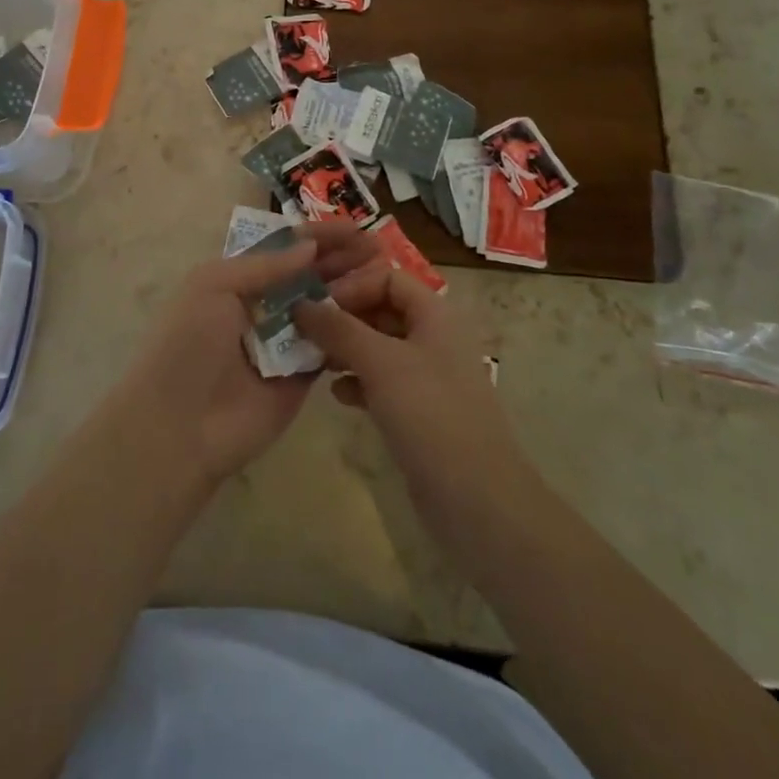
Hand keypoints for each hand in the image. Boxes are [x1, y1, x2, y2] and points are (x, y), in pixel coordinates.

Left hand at [115, 221, 383, 483]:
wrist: (180, 427)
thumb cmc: (189, 345)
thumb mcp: (213, 287)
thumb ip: (263, 265)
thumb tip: (309, 246)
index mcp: (236, 280)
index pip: (283, 249)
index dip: (317, 236)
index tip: (354, 227)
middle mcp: (262, 306)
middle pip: (308, 275)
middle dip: (341, 259)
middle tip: (379, 247)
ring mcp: (283, 342)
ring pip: (323, 308)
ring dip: (352, 290)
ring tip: (387, 273)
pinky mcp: (301, 377)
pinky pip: (330, 347)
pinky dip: (352, 330)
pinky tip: (381, 313)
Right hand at [293, 265, 532, 545]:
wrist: (478, 501)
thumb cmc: (430, 415)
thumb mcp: (380, 362)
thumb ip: (338, 329)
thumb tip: (300, 304)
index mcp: (435, 314)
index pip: (387, 277)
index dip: (352, 286)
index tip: (315, 306)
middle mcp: (433, 338)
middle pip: (381, 310)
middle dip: (343, 318)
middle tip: (303, 332)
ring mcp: (428, 377)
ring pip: (379, 348)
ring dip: (346, 350)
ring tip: (313, 361)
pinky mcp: (420, 412)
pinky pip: (382, 382)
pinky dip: (358, 382)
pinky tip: (337, 395)